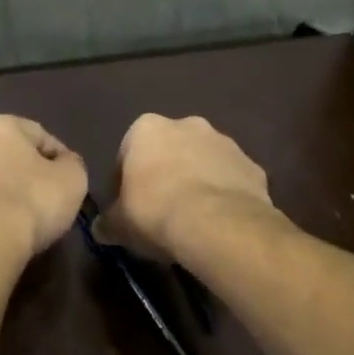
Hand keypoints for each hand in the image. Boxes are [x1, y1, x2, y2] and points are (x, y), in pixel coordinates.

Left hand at [0, 115, 88, 259]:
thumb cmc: (32, 200)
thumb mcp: (73, 178)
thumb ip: (70, 164)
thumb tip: (64, 164)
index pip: (38, 135)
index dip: (58, 158)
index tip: (68, 182)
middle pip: (5, 157)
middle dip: (23, 174)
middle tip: (43, 200)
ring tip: (19, 222)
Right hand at [99, 114, 275, 261]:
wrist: (218, 225)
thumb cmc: (156, 212)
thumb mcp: (119, 224)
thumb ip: (108, 222)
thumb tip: (101, 229)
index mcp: (147, 128)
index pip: (127, 153)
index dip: (125, 182)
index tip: (129, 206)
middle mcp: (187, 124)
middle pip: (169, 151)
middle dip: (165, 174)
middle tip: (161, 210)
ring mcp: (225, 142)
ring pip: (203, 162)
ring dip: (196, 182)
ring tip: (192, 219)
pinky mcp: (252, 166)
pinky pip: (231, 180)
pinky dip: (224, 195)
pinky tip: (218, 222)